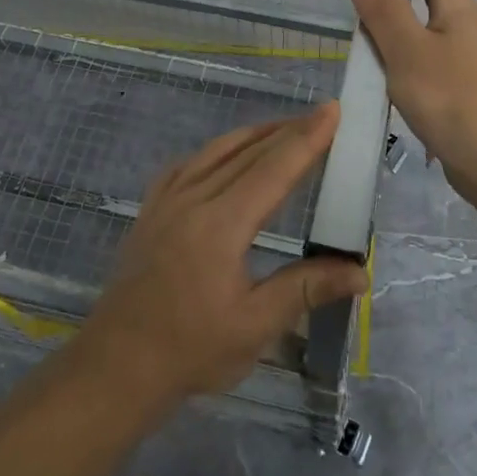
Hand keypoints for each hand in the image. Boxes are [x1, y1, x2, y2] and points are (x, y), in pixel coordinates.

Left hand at [77, 105, 368, 404]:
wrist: (117, 365)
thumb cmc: (190, 350)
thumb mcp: (254, 326)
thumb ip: (306, 289)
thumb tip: (359, 272)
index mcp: (221, 224)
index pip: (273, 169)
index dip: (306, 139)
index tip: (332, 111)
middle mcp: (193, 199)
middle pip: (248, 152)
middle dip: (288, 130)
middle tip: (321, 115)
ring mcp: (166, 201)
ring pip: (216, 151)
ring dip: (253, 135)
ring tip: (284, 128)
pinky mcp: (150, 211)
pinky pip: (186, 165)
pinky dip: (215, 151)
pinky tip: (223, 155)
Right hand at [348, 0, 476, 197]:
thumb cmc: (457, 101)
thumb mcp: (410, 54)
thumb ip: (385, 14)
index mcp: (456, 10)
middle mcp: (465, 28)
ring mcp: (466, 60)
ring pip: (427, 24)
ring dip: (403, 10)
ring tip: (373, 4)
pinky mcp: (461, 90)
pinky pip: (425, 56)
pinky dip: (403, 49)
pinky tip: (387, 62)